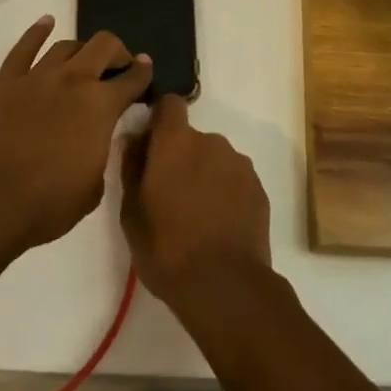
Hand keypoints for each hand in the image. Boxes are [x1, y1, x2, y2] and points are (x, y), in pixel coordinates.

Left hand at [0, 17, 152, 252]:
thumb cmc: (48, 204)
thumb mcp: (94, 187)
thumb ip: (100, 154)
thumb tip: (96, 142)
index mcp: (102, 106)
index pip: (132, 79)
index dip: (143, 72)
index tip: (145, 70)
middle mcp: (74, 81)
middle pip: (104, 46)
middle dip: (117, 52)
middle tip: (119, 65)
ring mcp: (37, 78)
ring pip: (66, 46)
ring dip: (81, 49)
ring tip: (84, 59)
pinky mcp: (5, 84)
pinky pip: (23, 50)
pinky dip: (36, 32)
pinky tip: (46, 22)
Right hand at [120, 95, 271, 308]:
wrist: (225, 286)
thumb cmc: (167, 249)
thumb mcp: (132, 213)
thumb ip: (131, 168)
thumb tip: (132, 139)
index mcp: (176, 142)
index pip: (169, 104)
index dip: (160, 119)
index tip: (151, 144)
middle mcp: (211, 142)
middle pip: (192, 137)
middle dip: (181, 156)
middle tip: (170, 195)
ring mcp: (239, 163)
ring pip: (214, 158)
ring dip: (204, 174)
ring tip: (196, 215)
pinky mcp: (258, 187)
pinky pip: (234, 179)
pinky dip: (225, 192)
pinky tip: (218, 225)